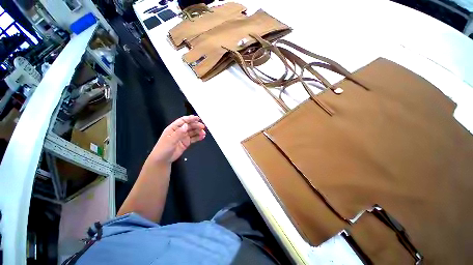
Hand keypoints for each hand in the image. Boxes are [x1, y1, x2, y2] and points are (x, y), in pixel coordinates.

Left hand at [149, 115, 205, 164]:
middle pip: (188, 126)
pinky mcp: (185, 143)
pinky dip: (198, 137)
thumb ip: (178, 133)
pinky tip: (202, 137)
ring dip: (198, 131)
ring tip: (203, 133)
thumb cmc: (163, 148)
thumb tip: (186, 125)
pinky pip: (193, 139)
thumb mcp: (170, 140)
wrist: (163, 159)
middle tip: (202, 127)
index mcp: (173, 128)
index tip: (197, 118)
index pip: (182, 121)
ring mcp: (182, 137)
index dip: (190, 119)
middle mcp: (178, 131)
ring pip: (191, 132)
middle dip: (196, 125)